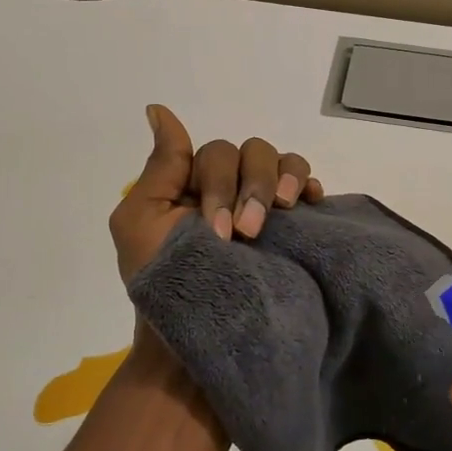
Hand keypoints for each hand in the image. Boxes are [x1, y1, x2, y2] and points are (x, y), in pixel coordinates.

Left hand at [108, 104, 323, 282]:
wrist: (197, 341)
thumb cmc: (162, 284)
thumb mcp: (141, 221)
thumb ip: (160, 166)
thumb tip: (158, 109)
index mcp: (195, 184)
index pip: (218, 154)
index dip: (219, 182)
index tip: (217, 230)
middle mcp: (232, 189)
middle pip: (253, 153)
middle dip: (251, 189)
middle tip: (246, 235)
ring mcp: (265, 208)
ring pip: (283, 163)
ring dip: (282, 181)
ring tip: (282, 211)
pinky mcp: (292, 228)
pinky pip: (308, 188)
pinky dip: (310, 186)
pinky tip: (310, 202)